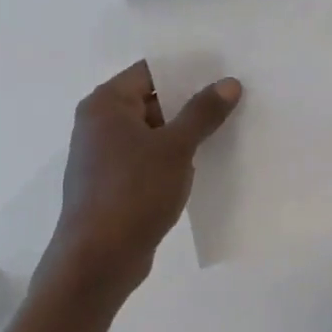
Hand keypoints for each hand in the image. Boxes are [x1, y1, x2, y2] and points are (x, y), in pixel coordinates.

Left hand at [39, 62, 241, 308]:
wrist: (97, 261)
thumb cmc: (133, 192)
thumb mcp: (175, 148)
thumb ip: (202, 112)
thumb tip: (229, 83)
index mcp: (106, 104)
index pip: (151, 71)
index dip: (187, 69)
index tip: (223, 69)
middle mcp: (100, 124)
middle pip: (152, 99)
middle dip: (191, 102)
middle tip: (234, 97)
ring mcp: (106, 156)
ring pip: (154, 131)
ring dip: (185, 132)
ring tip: (229, 127)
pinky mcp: (115, 184)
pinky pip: (150, 158)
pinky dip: (174, 157)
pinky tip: (206, 162)